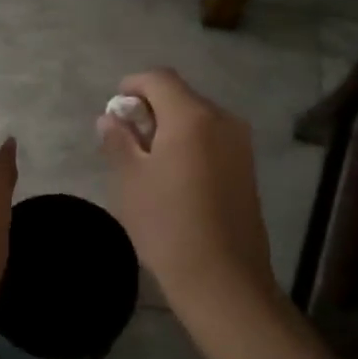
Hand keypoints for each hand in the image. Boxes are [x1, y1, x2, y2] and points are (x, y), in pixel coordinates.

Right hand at [98, 70, 284, 345]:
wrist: (223, 279)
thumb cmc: (167, 224)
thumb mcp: (130, 179)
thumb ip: (118, 140)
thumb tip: (110, 117)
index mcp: (192, 116)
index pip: (159, 78)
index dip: (132, 86)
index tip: (114, 111)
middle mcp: (222, 120)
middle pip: (180, 96)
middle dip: (150, 108)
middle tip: (125, 140)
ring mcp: (240, 144)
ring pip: (197, 118)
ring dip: (170, 127)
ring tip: (147, 162)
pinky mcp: (247, 168)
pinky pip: (212, 139)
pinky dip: (189, 144)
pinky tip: (174, 178)